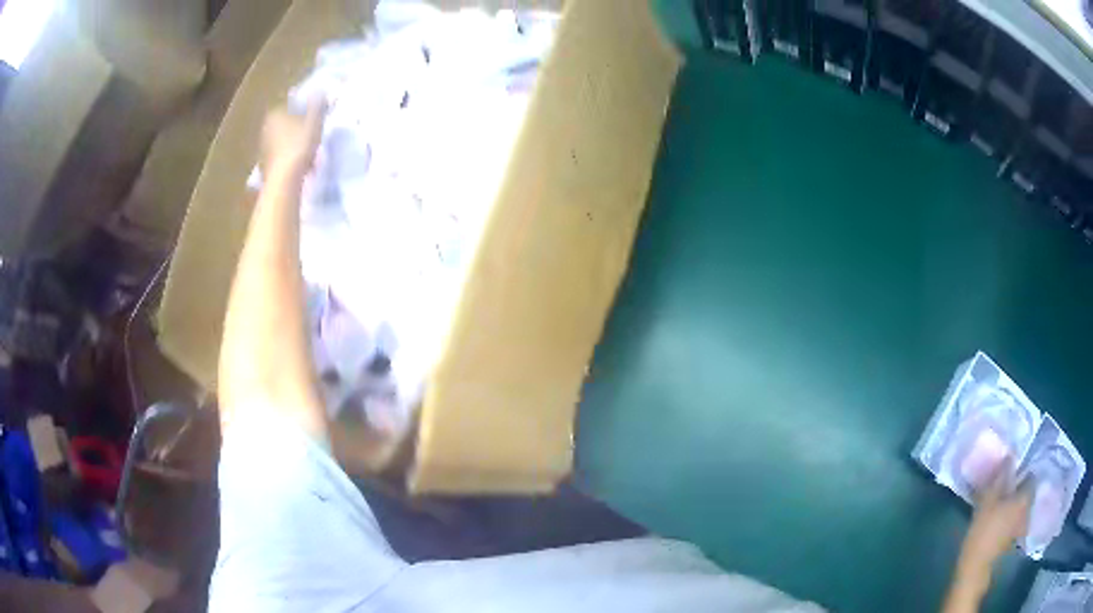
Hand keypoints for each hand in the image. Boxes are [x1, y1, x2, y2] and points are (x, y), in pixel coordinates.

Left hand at [260, 98, 326, 180]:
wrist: (284, 180)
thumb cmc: (299, 146)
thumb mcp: (313, 122)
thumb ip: (317, 106)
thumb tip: (321, 90)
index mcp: (276, 114)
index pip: (291, 104)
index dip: (305, 108)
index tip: (315, 114)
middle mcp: (266, 128)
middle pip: (287, 122)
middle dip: (299, 126)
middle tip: (313, 131)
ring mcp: (264, 148)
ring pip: (284, 140)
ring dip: (295, 143)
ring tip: (310, 151)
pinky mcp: (266, 165)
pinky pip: (282, 155)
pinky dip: (291, 157)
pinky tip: (302, 165)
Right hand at [960, 460, 1032, 575]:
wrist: (976, 567)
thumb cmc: (983, 530)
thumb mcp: (988, 500)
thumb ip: (1000, 478)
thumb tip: (1009, 456)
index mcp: (1024, 497)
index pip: (1032, 477)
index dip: (1026, 472)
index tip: (1017, 470)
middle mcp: (1027, 509)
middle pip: (1029, 493)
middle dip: (1022, 488)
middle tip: (1012, 485)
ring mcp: (1020, 526)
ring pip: (1023, 507)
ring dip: (1018, 503)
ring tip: (1007, 501)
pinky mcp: (1012, 539)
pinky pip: (1017, 520)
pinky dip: (1013, 516)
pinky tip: (1004, 518)